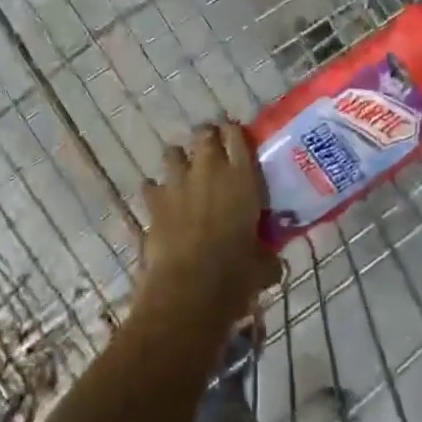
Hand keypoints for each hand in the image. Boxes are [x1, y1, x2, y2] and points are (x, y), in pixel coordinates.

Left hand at [137, 123, 280, 329]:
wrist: (188, 289)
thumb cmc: (235, 274)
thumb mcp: (263, 266)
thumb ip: (267, 256)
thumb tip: (272, 263)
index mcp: (242, 178)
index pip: (237, 136)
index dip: (234, 132)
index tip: (235, 136)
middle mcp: (209, 170)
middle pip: (204, 134)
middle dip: (206, 137)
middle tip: (210, 149)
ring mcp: (177, 183)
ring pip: (172, 151)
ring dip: (178, 159)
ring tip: (183, 172)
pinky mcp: (153, 202)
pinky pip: (149, 185)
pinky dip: (154, 190)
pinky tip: (159, 201)